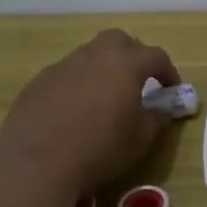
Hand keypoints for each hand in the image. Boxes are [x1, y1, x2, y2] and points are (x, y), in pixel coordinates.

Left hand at [0, 30, 180, 199]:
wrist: (35, 166)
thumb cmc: (100, 150)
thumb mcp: (141, 139)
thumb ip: (157, 118)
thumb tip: (162, 109)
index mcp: (126, 64)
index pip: (156, 56)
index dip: (168, 71)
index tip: (171, 89)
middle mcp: (94, 56)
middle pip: (119, 40)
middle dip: (132, 55)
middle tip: (137, 81)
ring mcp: (62, 67)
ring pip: (89, 55)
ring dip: (102, 68)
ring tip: (105, 97)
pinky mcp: (37, 83)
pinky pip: (65, 74)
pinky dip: (77, 84)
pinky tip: (74, 111)